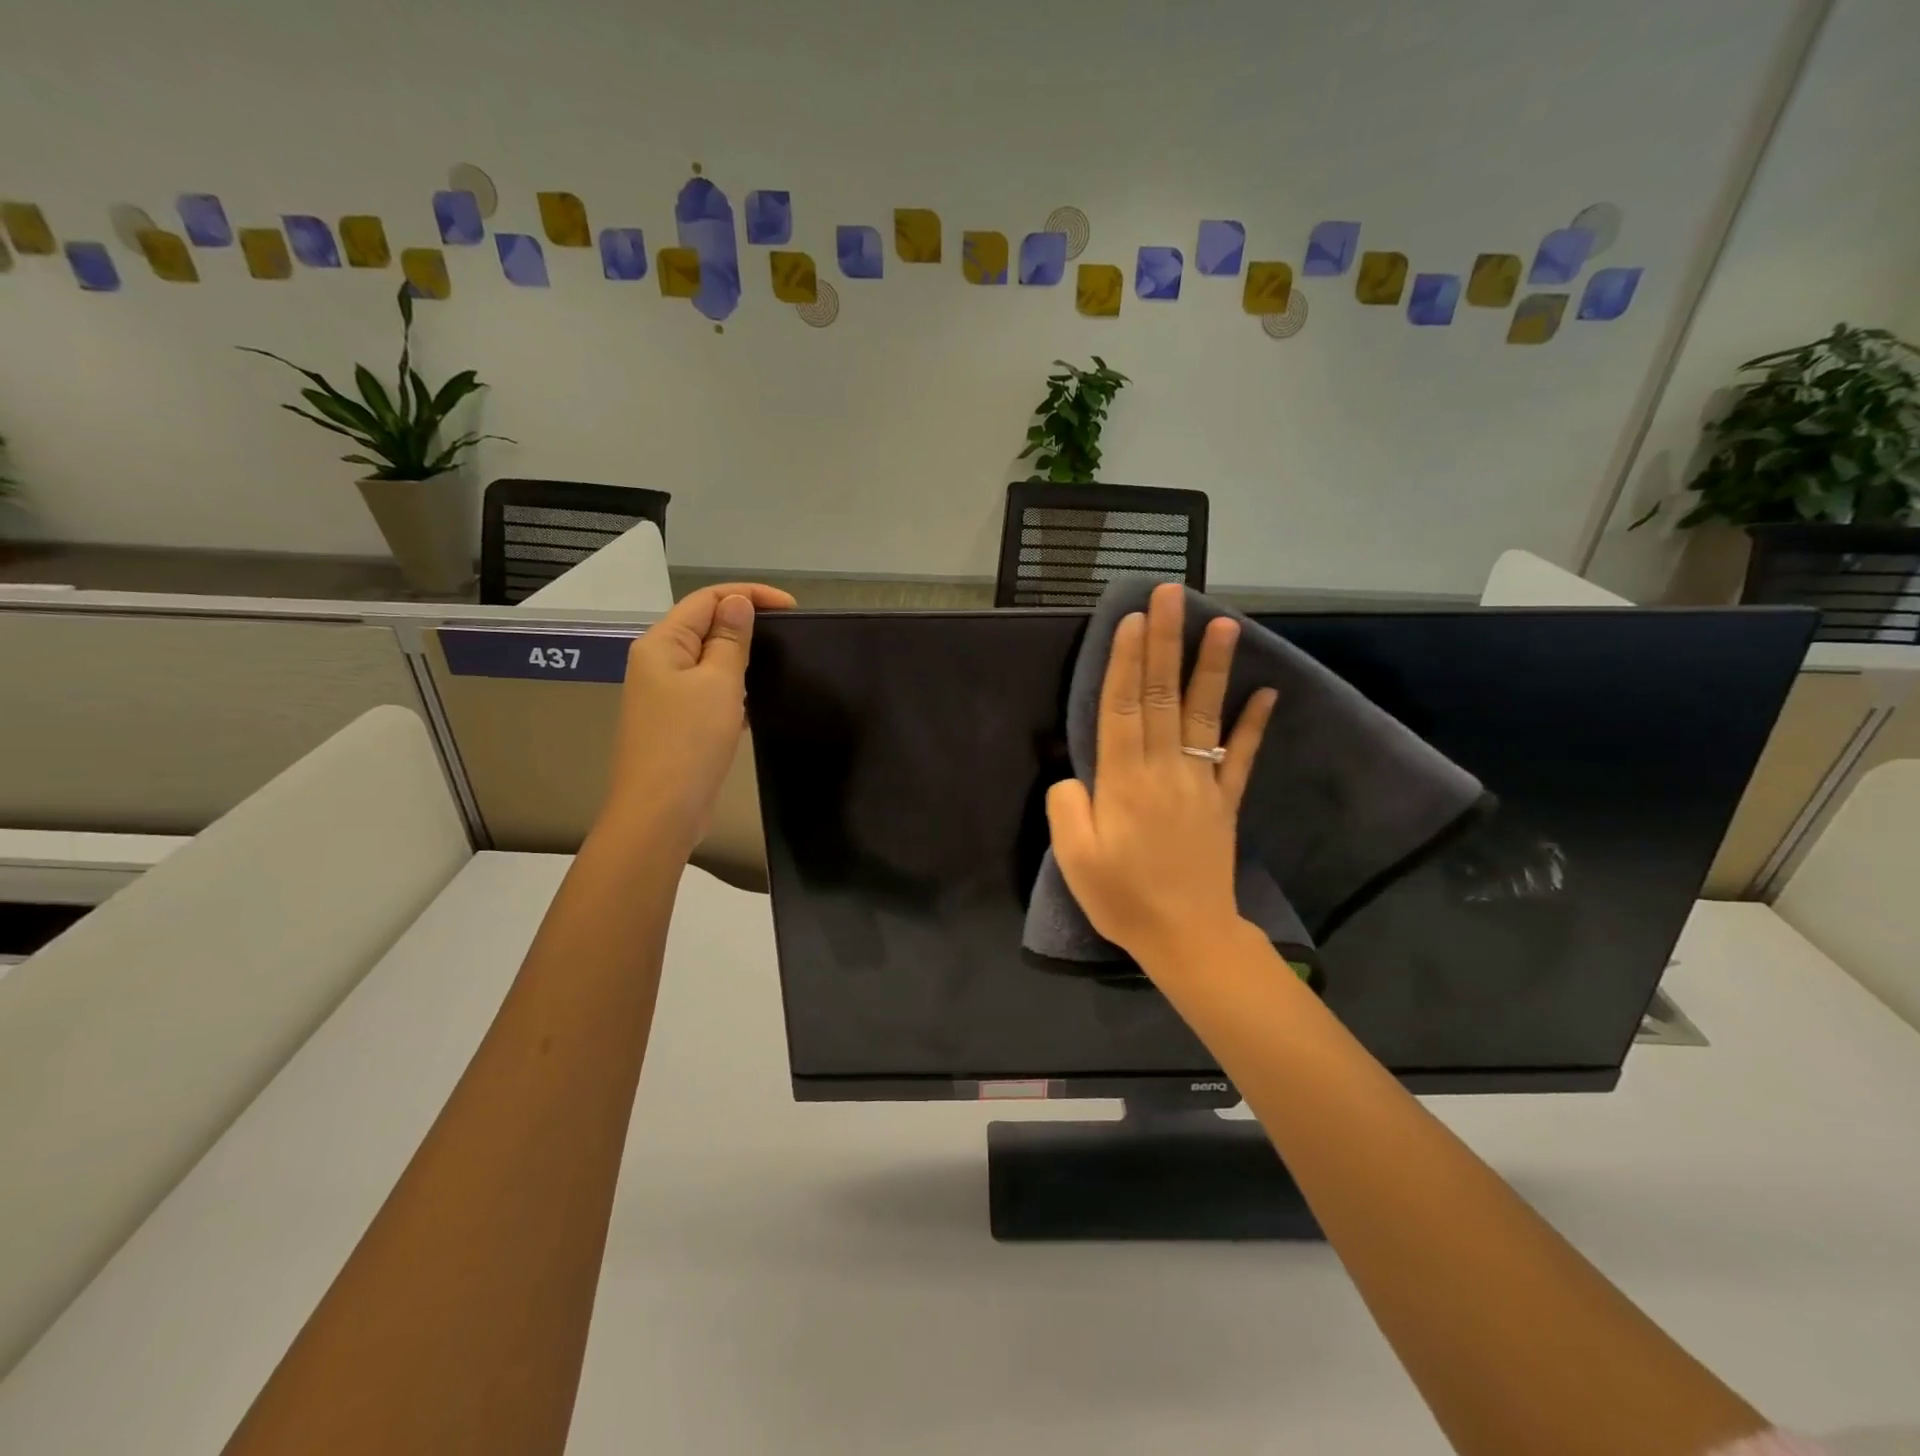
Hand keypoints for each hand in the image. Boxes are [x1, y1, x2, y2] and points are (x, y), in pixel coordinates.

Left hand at [604, 583, 796, 848]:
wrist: (660, 812)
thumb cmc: (689, 741)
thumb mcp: (719, 683)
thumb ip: (731, 640)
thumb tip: (738, 601)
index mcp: (662, 644)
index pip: (707, 599)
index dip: (749, 595)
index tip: (793, 609)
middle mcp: (658, 662)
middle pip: (705, 626)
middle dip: (746, 625)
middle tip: (789, 636)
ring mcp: (665, 694)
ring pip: (708, 661)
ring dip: (741, 659)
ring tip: (778, 666)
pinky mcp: (676, 722)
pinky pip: (708, 691)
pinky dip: (733, 689)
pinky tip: (756, 703)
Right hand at [1045, 582, 1275, 973]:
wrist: (1188, 937)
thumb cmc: (1123, 898)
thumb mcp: (1074, 858)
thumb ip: (1066, 806)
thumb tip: (1072, 773)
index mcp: (1123, 781)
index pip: (1121, 707)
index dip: (1125, 660)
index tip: (1133, 617)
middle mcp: (1164, 769)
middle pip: (1160, 695)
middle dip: (1164, 642)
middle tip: (1172, 594)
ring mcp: (1200, 783)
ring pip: (1203, 715)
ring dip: (1212, 667)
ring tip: (1224, 623)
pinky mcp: (1224, 802)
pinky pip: (1240, 758)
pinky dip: (1254, 725)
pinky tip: (1268, 693)